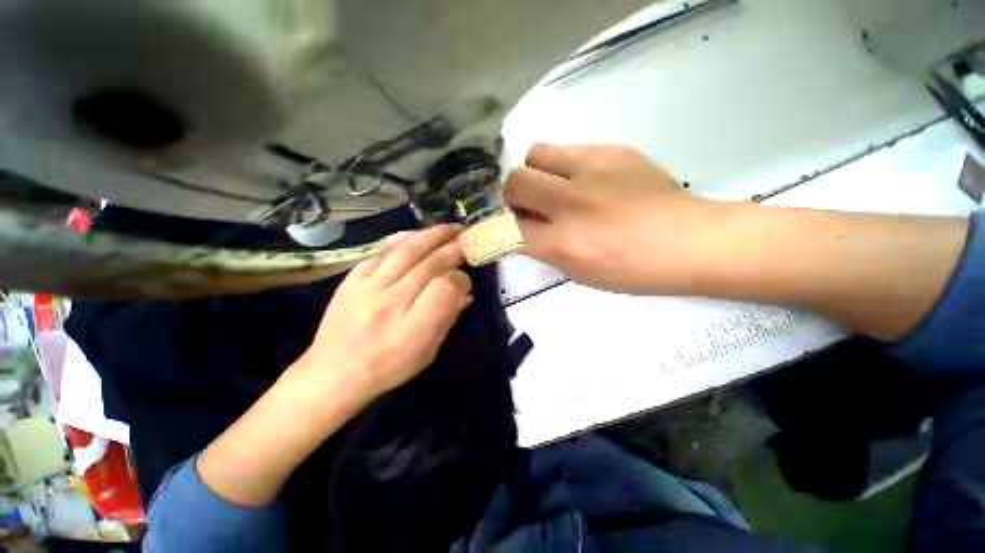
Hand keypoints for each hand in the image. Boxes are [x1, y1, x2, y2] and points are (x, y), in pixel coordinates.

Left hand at [196, 225, 472, 506]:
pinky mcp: (352, 280)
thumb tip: (464, 293)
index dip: (460, 278)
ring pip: (406, 251)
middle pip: (429, 264)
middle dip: (453, 248)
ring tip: (449, 228)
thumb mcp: (426, 353)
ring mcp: (368, 287)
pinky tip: (416, 235)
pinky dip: (402, 240)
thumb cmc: (386, 369)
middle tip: (466, 237)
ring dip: (431, 236)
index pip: (445, 288)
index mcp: (413, 328)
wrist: (331, 375)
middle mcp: (391, 303)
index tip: (465, 279)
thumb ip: (447, 319)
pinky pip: (381, 252)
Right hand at [504, 143, 717, 294]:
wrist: (689, 241)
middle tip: (529, 204)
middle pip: (514, 182)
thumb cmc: (632, 270)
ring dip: (536, 172)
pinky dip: (565, 166)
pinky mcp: (612, 150)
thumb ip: (545, 250)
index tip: (503, 229)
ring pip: (536, 153)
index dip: (498, 230)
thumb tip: (523, 230)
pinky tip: (587, 180)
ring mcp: (592, 171)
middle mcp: (571, 203)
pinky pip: (569, 149)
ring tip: (555, 185)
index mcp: (563, 244)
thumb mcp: (580, 273)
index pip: (508, 230)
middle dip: (513, 195)